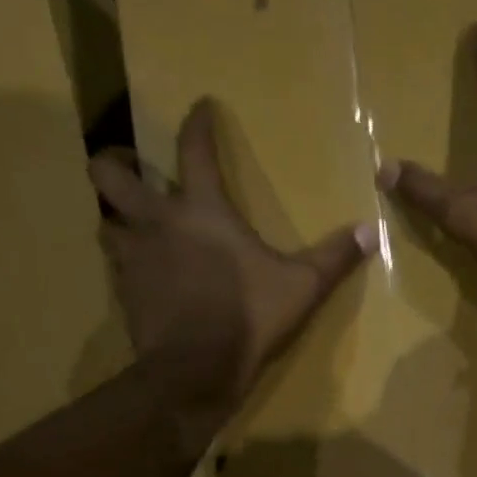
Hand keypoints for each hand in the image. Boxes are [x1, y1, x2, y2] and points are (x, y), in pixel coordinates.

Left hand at [91, 99, 373, 439]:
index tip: (200, 106)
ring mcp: (135, 258)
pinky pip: (115, 266)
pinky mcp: (125, 293)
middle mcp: (158, 222)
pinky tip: (140, 274)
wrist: (196, 370)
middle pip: (109, 174)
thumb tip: (371, 230)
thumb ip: (334, 257)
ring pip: (105, 220)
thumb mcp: (301, 287)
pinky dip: (124, 262)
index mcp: (202, 210)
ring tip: (131, 223)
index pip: (193, 149)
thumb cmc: (249, 318)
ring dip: (115, 216)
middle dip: (114, 161)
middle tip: (130, 166)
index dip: (196, 122)